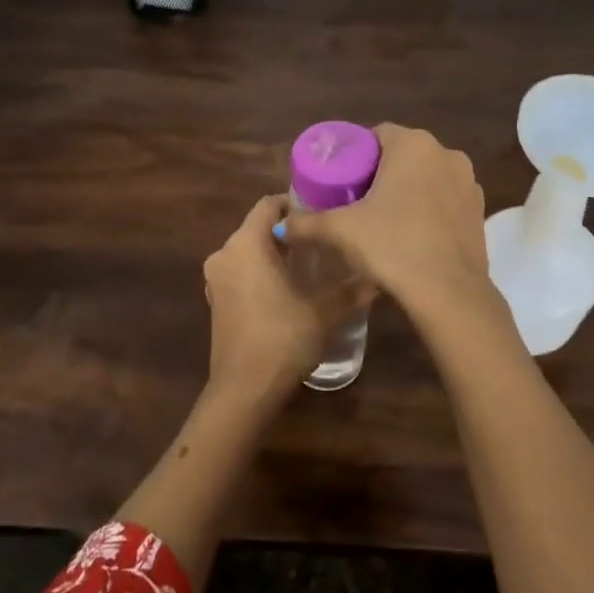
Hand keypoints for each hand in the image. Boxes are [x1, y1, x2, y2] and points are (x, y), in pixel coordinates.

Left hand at [204, 194, 363, 403]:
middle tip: (323, 241)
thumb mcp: (323, 312)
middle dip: (288, 232)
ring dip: (274, 254)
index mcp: (245, 245)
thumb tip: (378, 277)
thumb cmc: (282, 339)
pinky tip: (287, 289)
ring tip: (310, 265)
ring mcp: (215, 279)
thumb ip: (350, 290)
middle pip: (257, 228)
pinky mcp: (216, 301)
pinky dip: (260, 273)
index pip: (267, 205)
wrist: (244, 390)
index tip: (321, 213)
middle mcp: (224, 254)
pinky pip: (240, 273)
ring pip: (248, 252)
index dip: (294, 203)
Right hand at [281, 125, 488, 309]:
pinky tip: (412, 237)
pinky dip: (428, 211)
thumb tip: (282, 226)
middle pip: (402, 156)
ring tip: (383, 221)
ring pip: (427, 179)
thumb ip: (306, 224)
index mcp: (414, 145)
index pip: (376, 135)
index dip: (355, 155)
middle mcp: (447, 155)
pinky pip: (445, 202)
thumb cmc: (392, 246)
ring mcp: (469, 184)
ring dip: (407, 192)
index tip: (340, 181)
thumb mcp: (340, 231)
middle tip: (356, 202)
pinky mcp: (480, 213)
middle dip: (380, 174)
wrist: (448, 293)